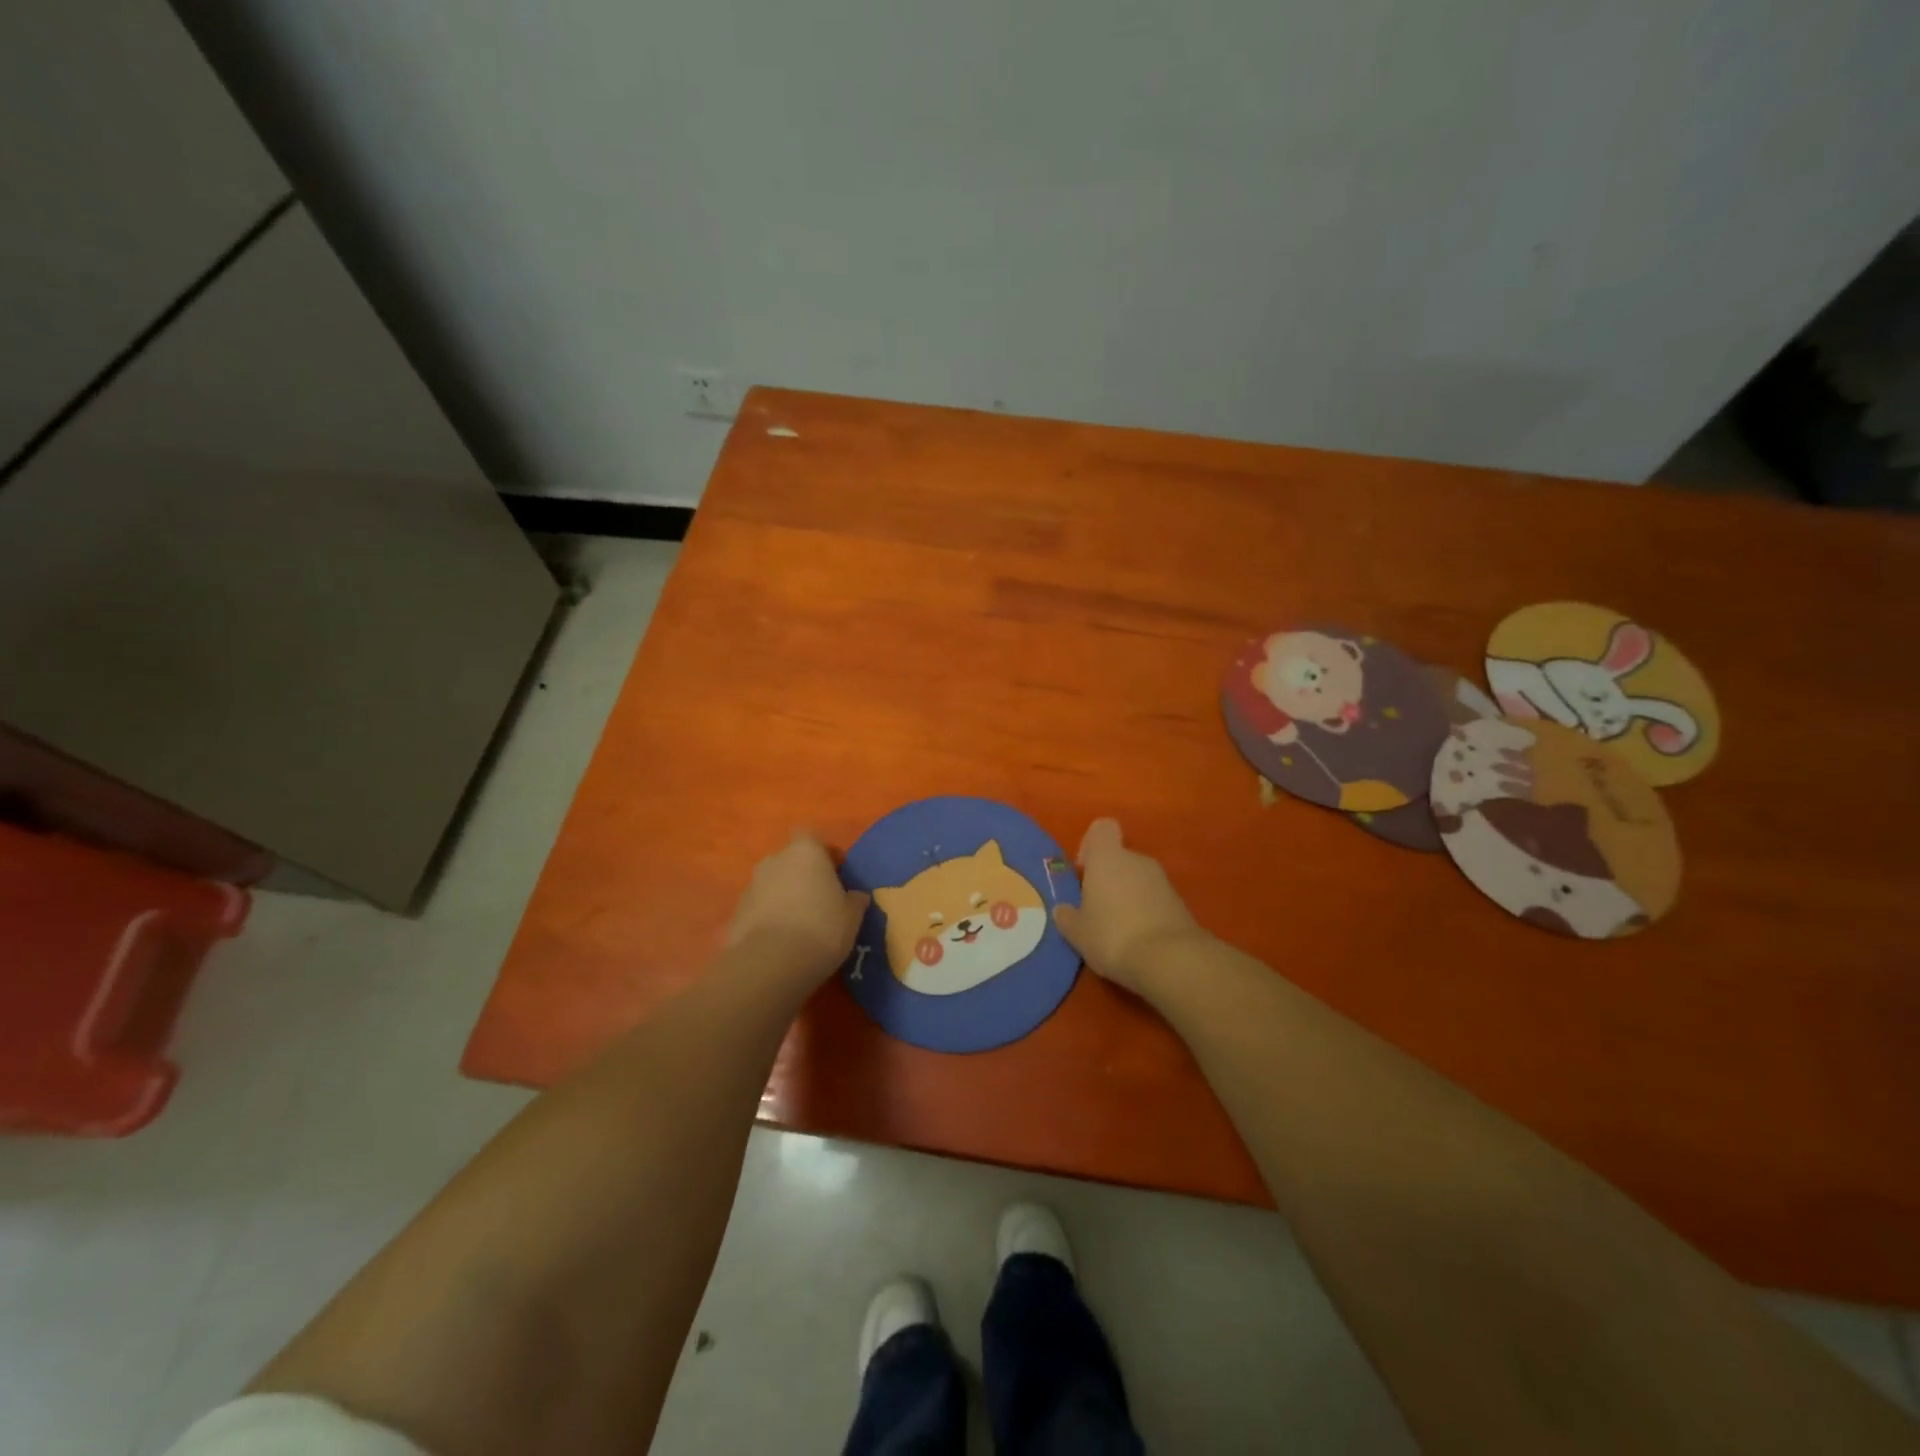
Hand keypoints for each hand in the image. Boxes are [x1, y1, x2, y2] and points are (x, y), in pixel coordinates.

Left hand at [725, 831, 868, 983]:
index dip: (822, 852)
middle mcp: (774, 861)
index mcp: (805, 852)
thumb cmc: (821, 928)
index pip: (810, 836)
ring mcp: (751, 886)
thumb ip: (855, 900)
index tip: (835, 872)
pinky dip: (768, 919)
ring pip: (772, 885)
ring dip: (783, 897)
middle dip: (802, 876)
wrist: (770, 963)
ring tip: (799, 925)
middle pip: (790, 860)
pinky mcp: (736, 914)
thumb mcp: (852, 916)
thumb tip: (856, 896)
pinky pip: (758, 909)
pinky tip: (781, 942)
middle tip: (819, 901)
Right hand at [1052, 819, 1205, 996]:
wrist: (1170, 959)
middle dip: (1107, 879)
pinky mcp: (1180, 903)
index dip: (1090, 845)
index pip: (1102, 828)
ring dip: (1127, 898)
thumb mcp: (1077, 933)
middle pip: (1119, 858)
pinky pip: (1154, 900)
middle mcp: (1137, 860)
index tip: (1083, 872)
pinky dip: (1145, 913)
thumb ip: (1067, 917)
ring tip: (1116, 931)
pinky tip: (1138, 941)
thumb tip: (1062, 910)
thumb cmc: (1112, 935)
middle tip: (1096, 910)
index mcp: (1108, 857)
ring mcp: (1163, 881)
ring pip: (1137, 880)